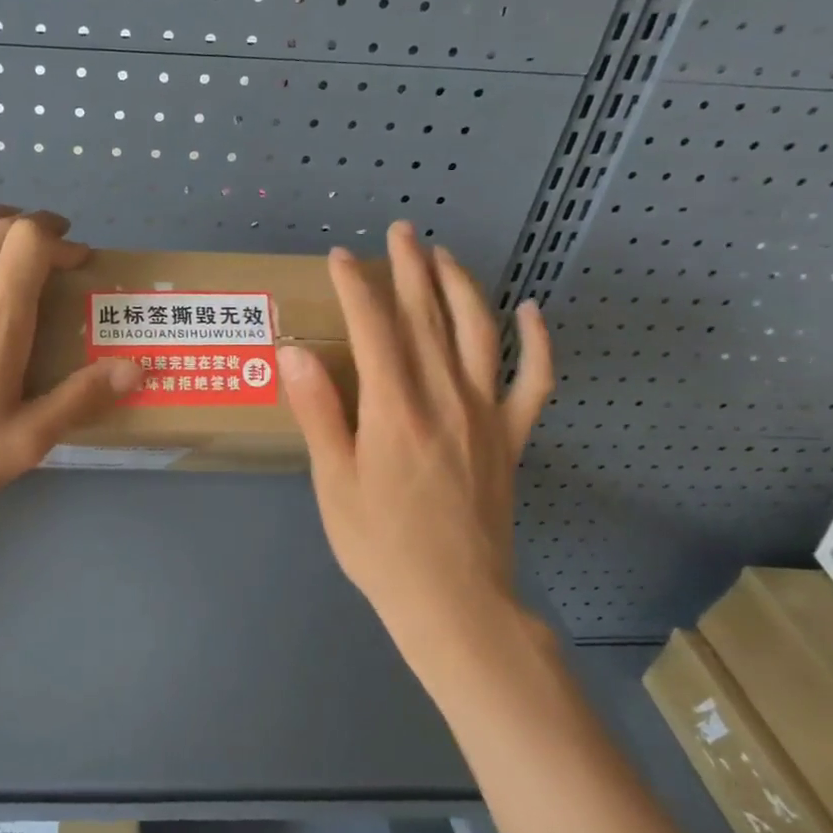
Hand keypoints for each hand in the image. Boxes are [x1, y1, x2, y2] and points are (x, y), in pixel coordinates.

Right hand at [278, 221, 552, 638]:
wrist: (455, 602)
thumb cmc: (381, 545)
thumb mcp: (334, 483)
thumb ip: (319, 413)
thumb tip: (294, 353)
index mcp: (395, 409)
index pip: (374, 328)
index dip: (356, 286)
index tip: (339, 258)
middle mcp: (445, 398)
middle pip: (427, 317)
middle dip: (410, 268)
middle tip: (400, 231)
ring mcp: (486, 414)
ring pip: (479, 333)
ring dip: (461, 287)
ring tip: (444, 255)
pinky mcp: (511, 437)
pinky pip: (534, 380)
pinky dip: (537, 342)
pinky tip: (531, 311)